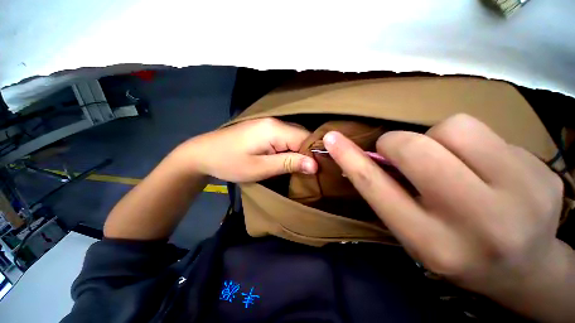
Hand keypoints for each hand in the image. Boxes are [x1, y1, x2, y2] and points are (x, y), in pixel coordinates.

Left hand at [174, 118, 317, 181]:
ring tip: (303, 167)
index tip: (318, 171)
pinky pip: (286, 137)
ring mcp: (270, 123)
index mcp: (275, 129)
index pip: (306, 138)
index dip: (314, 154)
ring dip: (299, 151)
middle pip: (302, 135)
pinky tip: (291, 158)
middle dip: (308, 153)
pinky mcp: (265, 129)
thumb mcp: (261, 168)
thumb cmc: (230, 163)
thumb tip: (315, 165)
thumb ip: (289, 164)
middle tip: (312, 171)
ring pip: (295, 136)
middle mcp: (275, 122)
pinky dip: (291, 148)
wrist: (204, 153)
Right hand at [324, 114, 565, 297]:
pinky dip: (475, 144)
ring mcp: (523, 196)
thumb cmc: (455, 251)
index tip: (331, 138)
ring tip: (452, 161)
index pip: (375, 186)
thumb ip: (387, 191)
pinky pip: (490, 133)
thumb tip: (364, 155)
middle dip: (399, 143)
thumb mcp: (411, 230)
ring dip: (440, 138)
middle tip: (404, 152)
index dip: (349, 157)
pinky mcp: (545, 176)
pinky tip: (488, 169)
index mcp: (431, 242)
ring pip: (456, 128)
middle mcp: (478, 223)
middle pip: (416, 148)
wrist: (523, 270)